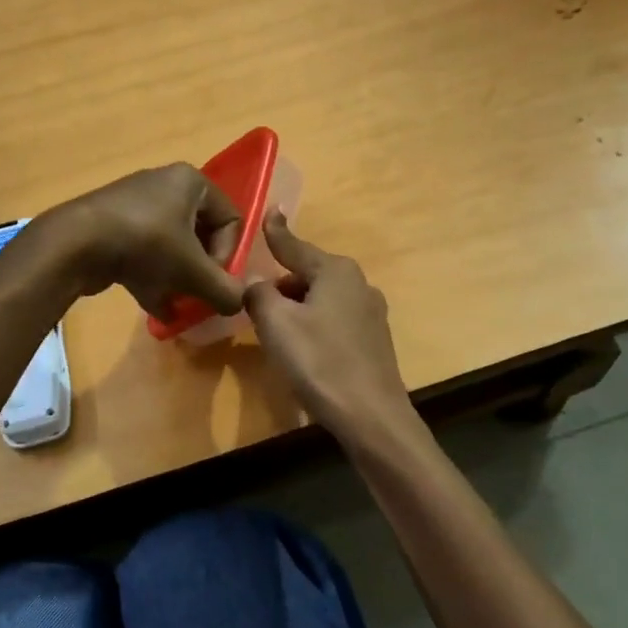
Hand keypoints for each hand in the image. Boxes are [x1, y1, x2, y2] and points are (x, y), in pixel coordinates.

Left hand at [36, 164, 246, 320]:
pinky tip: (157, 309)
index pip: (231, 219)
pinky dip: (153, 278)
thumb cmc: (146, 245)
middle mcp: (165, 185)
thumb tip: (239, 305)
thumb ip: (224, 290)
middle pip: (200, 235)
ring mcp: (135, 205)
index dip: (228, 255)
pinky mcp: (112, 226)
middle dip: (201, 271)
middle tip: (198, 296)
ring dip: (179, 279)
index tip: (214, 281)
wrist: (74, 244)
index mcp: (192, 181)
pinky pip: (145, 253)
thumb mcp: (194, 271)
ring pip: (171, 247)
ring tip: (178, 306)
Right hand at [245, 213, 415, 442]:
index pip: (295, 246)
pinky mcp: (373, 340)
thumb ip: (259, 295)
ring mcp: (370, 313)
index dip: (276, 232)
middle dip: (281, 282)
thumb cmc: (320, 362)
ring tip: (273, 327)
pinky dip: (313, 324)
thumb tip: (255, 283)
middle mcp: (358, 284)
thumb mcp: (277, 324)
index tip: (270, 212)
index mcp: (336, 271)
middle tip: (253, 298)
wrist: (371, 416)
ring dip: (296, 307)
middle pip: (308, 274)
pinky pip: (334, 320)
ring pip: (322, 298)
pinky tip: (302, 346)